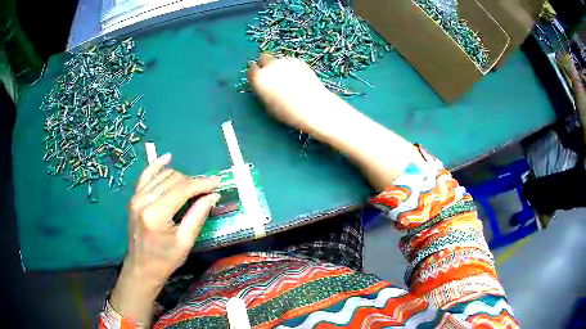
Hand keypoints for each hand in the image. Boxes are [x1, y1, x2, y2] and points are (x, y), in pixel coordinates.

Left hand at [110, 153, 220, 323]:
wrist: (142, 268)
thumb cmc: (165, 260)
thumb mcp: (185, 242)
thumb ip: (198, 215)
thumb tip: (212, 195)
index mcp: (156, 214)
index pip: (182, 189)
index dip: (202, 183)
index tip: (218, 182)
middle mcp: (144, 200)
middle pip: (173, 179)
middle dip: (193, 182)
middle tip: (207, 190)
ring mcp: (136, 197)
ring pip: (162, 176)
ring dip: (180, 178)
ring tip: (193, 186)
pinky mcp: (134, 198)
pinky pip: (146, 175)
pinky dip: (157, 166)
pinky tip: (167, 158)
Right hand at [247, 53, 330, 131]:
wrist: (312, 107)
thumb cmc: (287, 112)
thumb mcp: (268, 105)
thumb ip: (263, 91)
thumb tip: (264, 86)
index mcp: (259, 78)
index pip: (251, 70)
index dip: (255, 75)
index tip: (259, 80)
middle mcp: (270, 66)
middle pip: (263, 58)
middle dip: (265, 65)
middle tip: (272, 75)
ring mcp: (285, 61)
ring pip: (278, 60)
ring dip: (279, 67)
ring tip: (289, 80)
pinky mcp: (299, 61)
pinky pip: (290, 62)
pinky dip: (291, 68)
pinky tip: (299, 79)